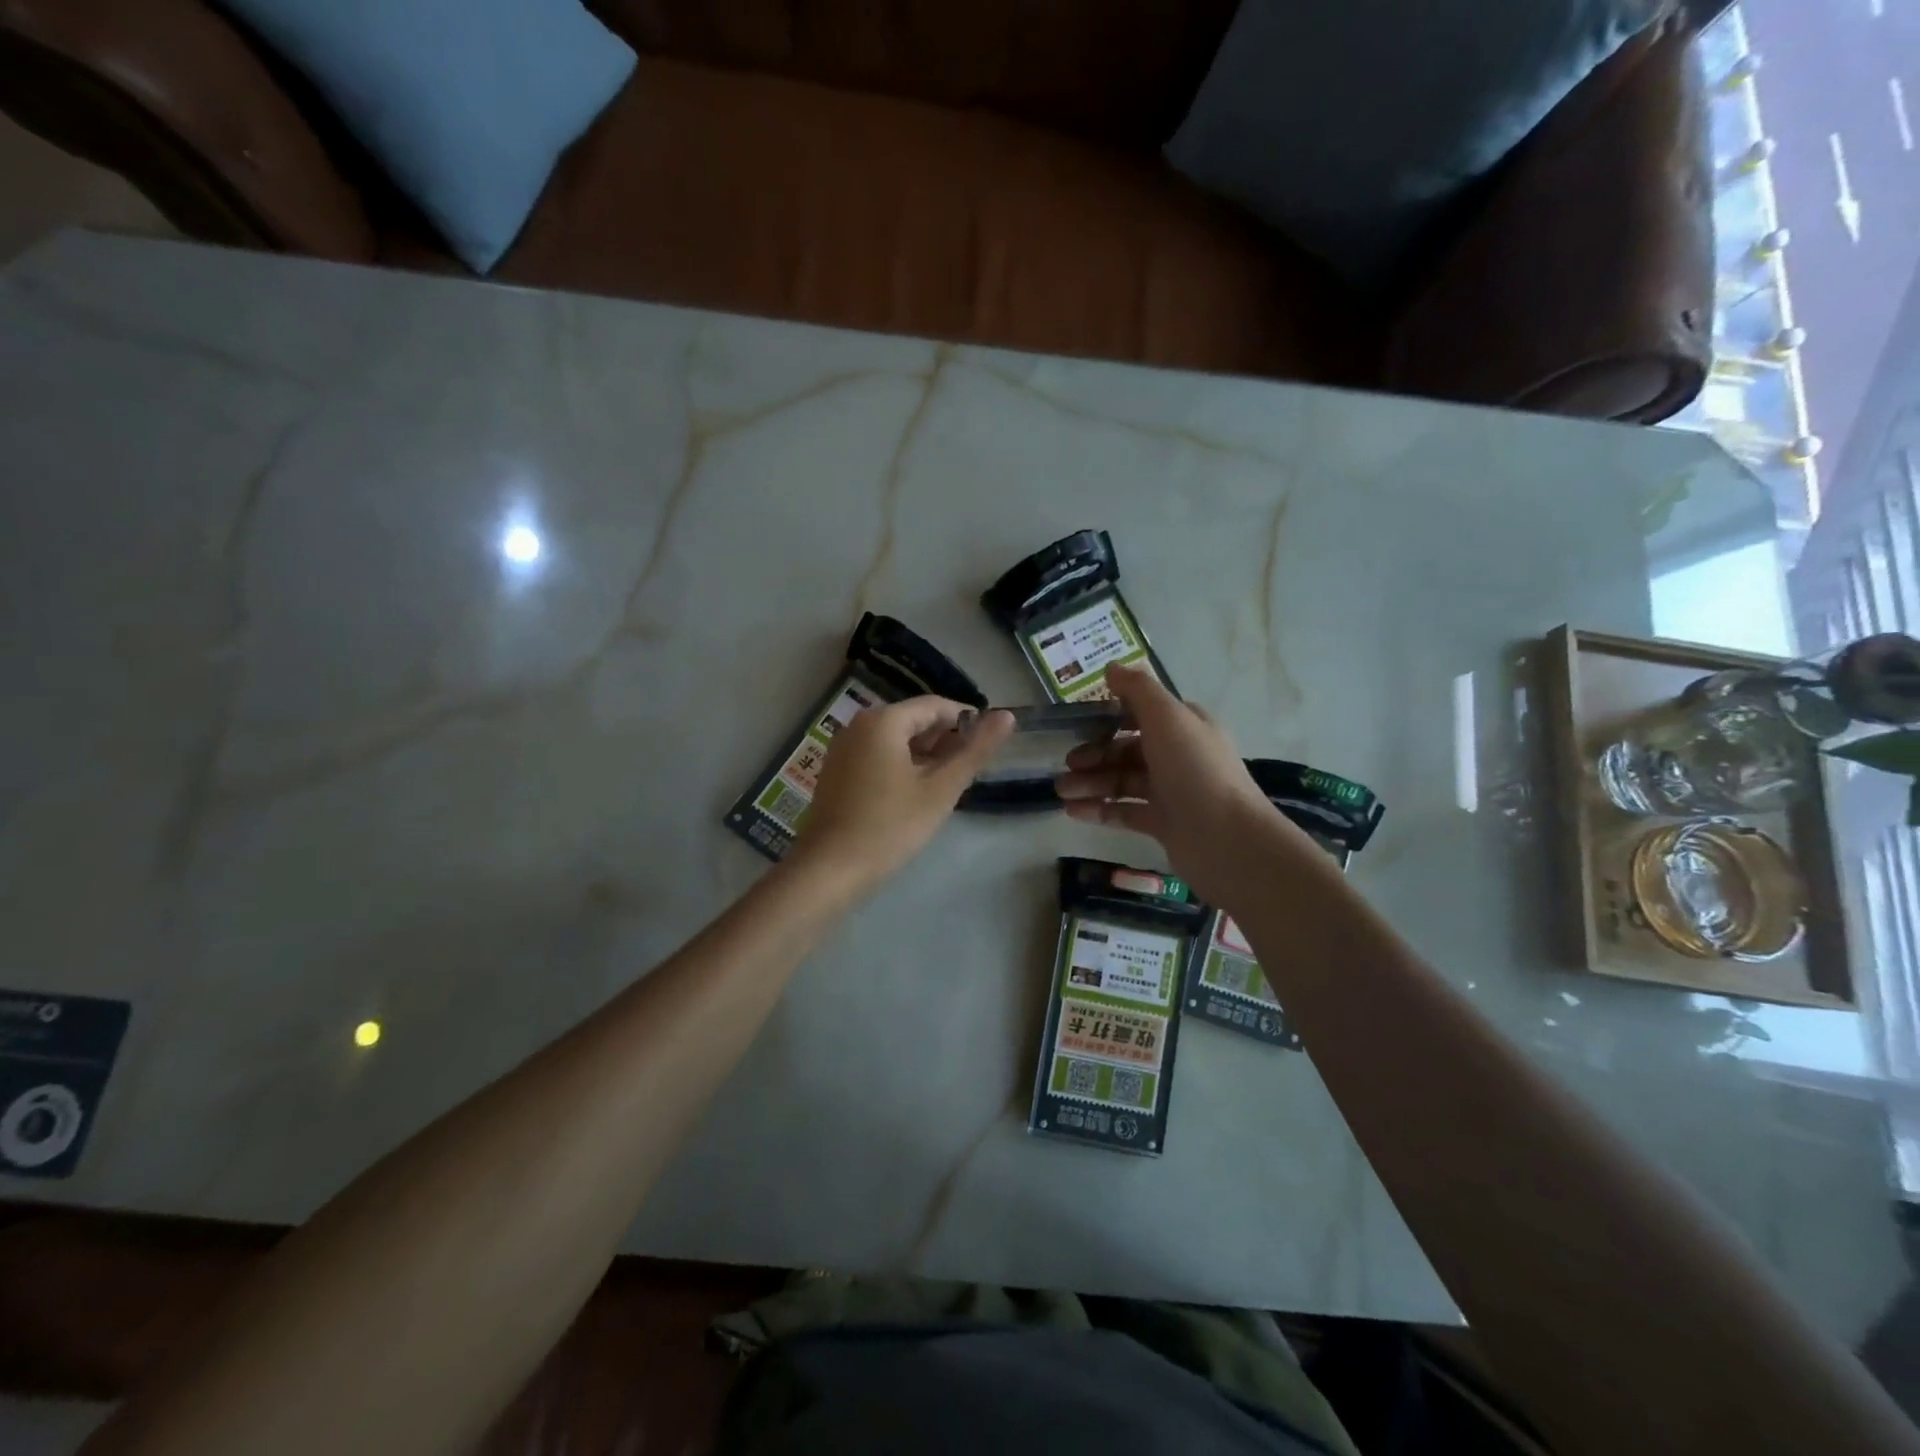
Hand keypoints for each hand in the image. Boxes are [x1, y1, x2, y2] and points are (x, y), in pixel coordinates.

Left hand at [792, 697, 1013, 891]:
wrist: (830, 870)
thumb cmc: (890, 826)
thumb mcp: (941, 789)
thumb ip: (975, 751)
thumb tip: (1007, 716)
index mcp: (884, 720)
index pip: (937, 706)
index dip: (968, 722)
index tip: (988, 746)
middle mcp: (859, 725)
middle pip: (914, 721)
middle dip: (945, 741)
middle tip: (969, 772)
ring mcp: (843, 748)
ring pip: (896, 740)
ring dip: (925, 757)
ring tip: (947, 786)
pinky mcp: (837, 771)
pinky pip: (878, 756)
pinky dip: (902, 767)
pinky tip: (915, 794)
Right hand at [1054, 663, 1311, 906]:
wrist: (1227, 839)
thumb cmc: (1195, 770)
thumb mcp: (1168, 717)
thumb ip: (1138, 690)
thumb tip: (1111, 667)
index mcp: (1184, 726)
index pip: (1140, 714)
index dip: (1108, 717)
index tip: (1077, 724)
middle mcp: (1178, 755)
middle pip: (1127, 749)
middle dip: (1094, 755)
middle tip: (1067, 765)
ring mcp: (1171, 791)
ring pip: (1122, 781)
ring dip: (1091, 783)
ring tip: (1062, 792)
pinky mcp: (1163, 823)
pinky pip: (1124, 811)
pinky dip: (1099, 809)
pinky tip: (1073, 812)